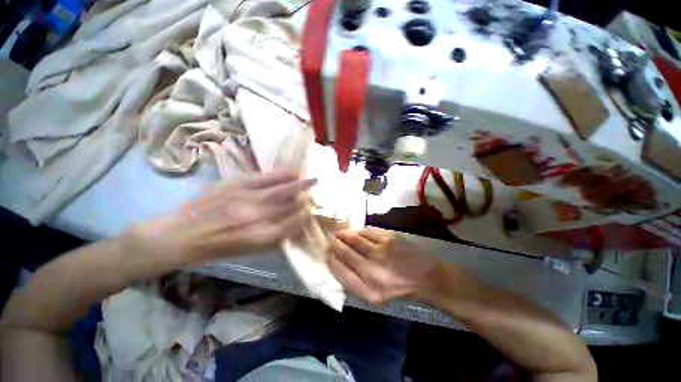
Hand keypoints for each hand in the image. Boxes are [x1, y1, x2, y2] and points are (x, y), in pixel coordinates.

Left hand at [127, 171, 314, 263]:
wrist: (178, 235)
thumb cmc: (215, 249)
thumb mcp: (247, 251)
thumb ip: (272, 237)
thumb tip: (293, 224)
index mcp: (260, 237)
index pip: (293, 224)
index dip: (305, 216)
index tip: (310, 211)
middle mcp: (256, 217)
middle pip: (290, 205)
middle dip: (305, 199)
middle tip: (313, 194)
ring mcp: (245, 198)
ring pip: (281, 189)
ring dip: (299, 185)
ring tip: (311, 180)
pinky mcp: (235, 184)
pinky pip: (265, 177)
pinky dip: (282, 174)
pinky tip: (292, 172)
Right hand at [328, 227, 442, 304]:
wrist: (425, 276)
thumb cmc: (397, 287)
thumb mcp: (373, 295)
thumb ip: (353, 281)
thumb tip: (336, 261)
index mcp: (367, 290)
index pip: (339, 271)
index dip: (330, 259)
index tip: (327, 253)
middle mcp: (372, 271)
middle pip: (344, 252)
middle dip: (335, 244)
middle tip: (332, 239)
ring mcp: (381, 251)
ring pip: (354, 238)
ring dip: (344, 234)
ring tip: (340, 233)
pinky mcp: (389, 238)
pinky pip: (366, 231)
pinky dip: (359, 231)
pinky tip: (357, 232)